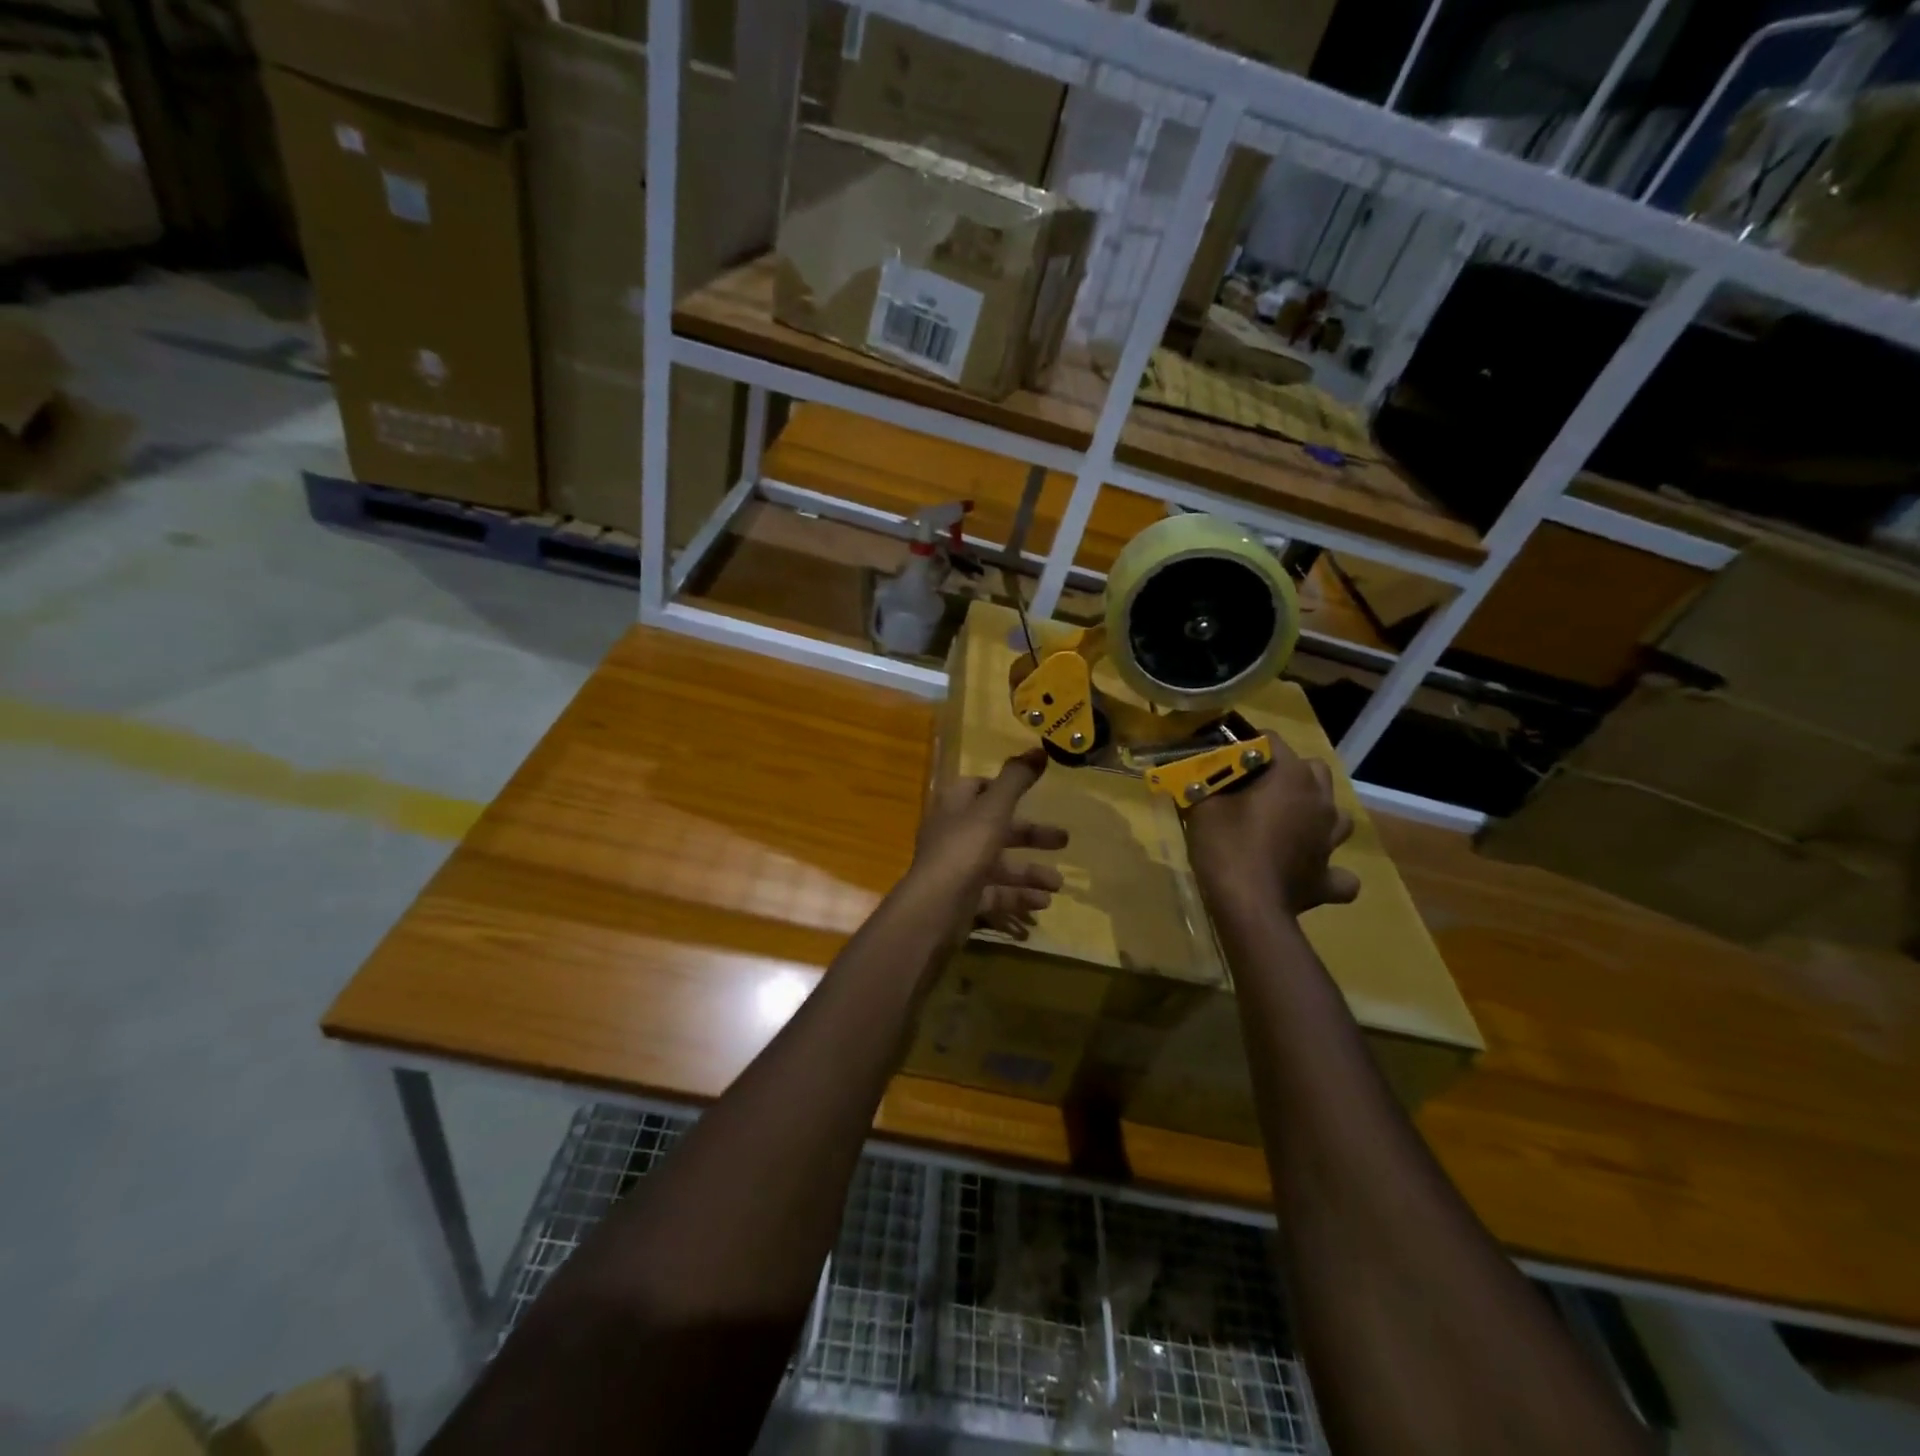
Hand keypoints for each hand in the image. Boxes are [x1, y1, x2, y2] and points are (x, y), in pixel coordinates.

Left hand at [910, 747, 1068, 941]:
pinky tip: (1043, 903)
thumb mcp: (994, 809)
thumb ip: (1016, 779)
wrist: (934, 909)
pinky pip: (995, 894)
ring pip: (998, 865)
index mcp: (954, 806)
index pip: (976, 788)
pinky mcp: (962, 899)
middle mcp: (953, 834)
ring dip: (1029, 872)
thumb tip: (1039, 749)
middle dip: (1031, 835)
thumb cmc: (964, 849)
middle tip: (1064, 840)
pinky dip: (1018, 897)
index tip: (1031, 791)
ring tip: (1058, 884)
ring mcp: (957, 869)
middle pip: (995, 828)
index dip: (1002, 787)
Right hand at [1186, 733, 1359, 918]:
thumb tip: (1202, 775)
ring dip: (1317, 815)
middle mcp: (1320, 802)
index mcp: (1292, 776)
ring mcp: (1330, 842)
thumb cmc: (1226, 846)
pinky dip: (1328, 871)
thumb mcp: (1203, 806)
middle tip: (1257, 788)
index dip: (1246, 746)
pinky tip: (1311, 871)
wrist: (1247, 905)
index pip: (1271, 742)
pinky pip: (1340, 874)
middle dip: (1290, 773)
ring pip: (1337, 816)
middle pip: (1313, 771)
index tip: (1224, 759)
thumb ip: (1206, 784)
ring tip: (1289, 824)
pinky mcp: (1328, 878)